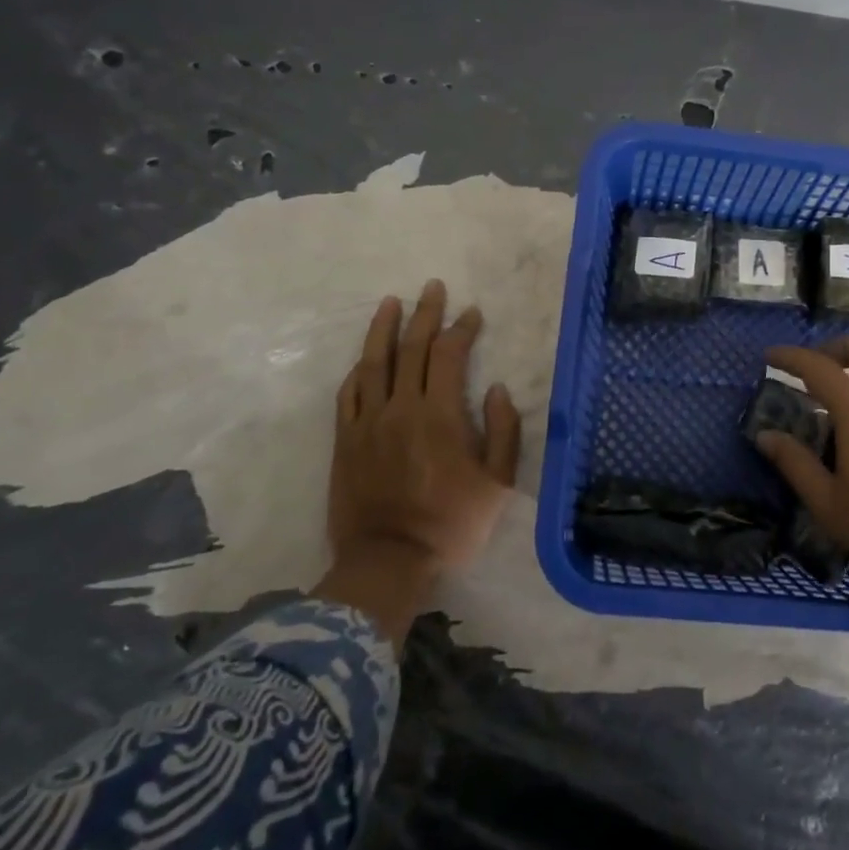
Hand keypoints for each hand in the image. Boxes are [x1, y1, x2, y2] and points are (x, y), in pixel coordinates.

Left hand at [314, 280, 520, 642]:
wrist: (388, 561)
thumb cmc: (451, 524)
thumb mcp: (497, 484)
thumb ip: (503, 431)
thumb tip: (494, 389)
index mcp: (440, 415)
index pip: (448, 355)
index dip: (461, 329)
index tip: (472, 313)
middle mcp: (400, 408)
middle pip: (410, 348)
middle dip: (425, 314)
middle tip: (433, 288)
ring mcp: (367, 423)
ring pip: (374, 363)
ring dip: (384, 329)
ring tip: (391, 302)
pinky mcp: (345, 441)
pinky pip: (348, 394)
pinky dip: (358, 370)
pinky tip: (365, 358)